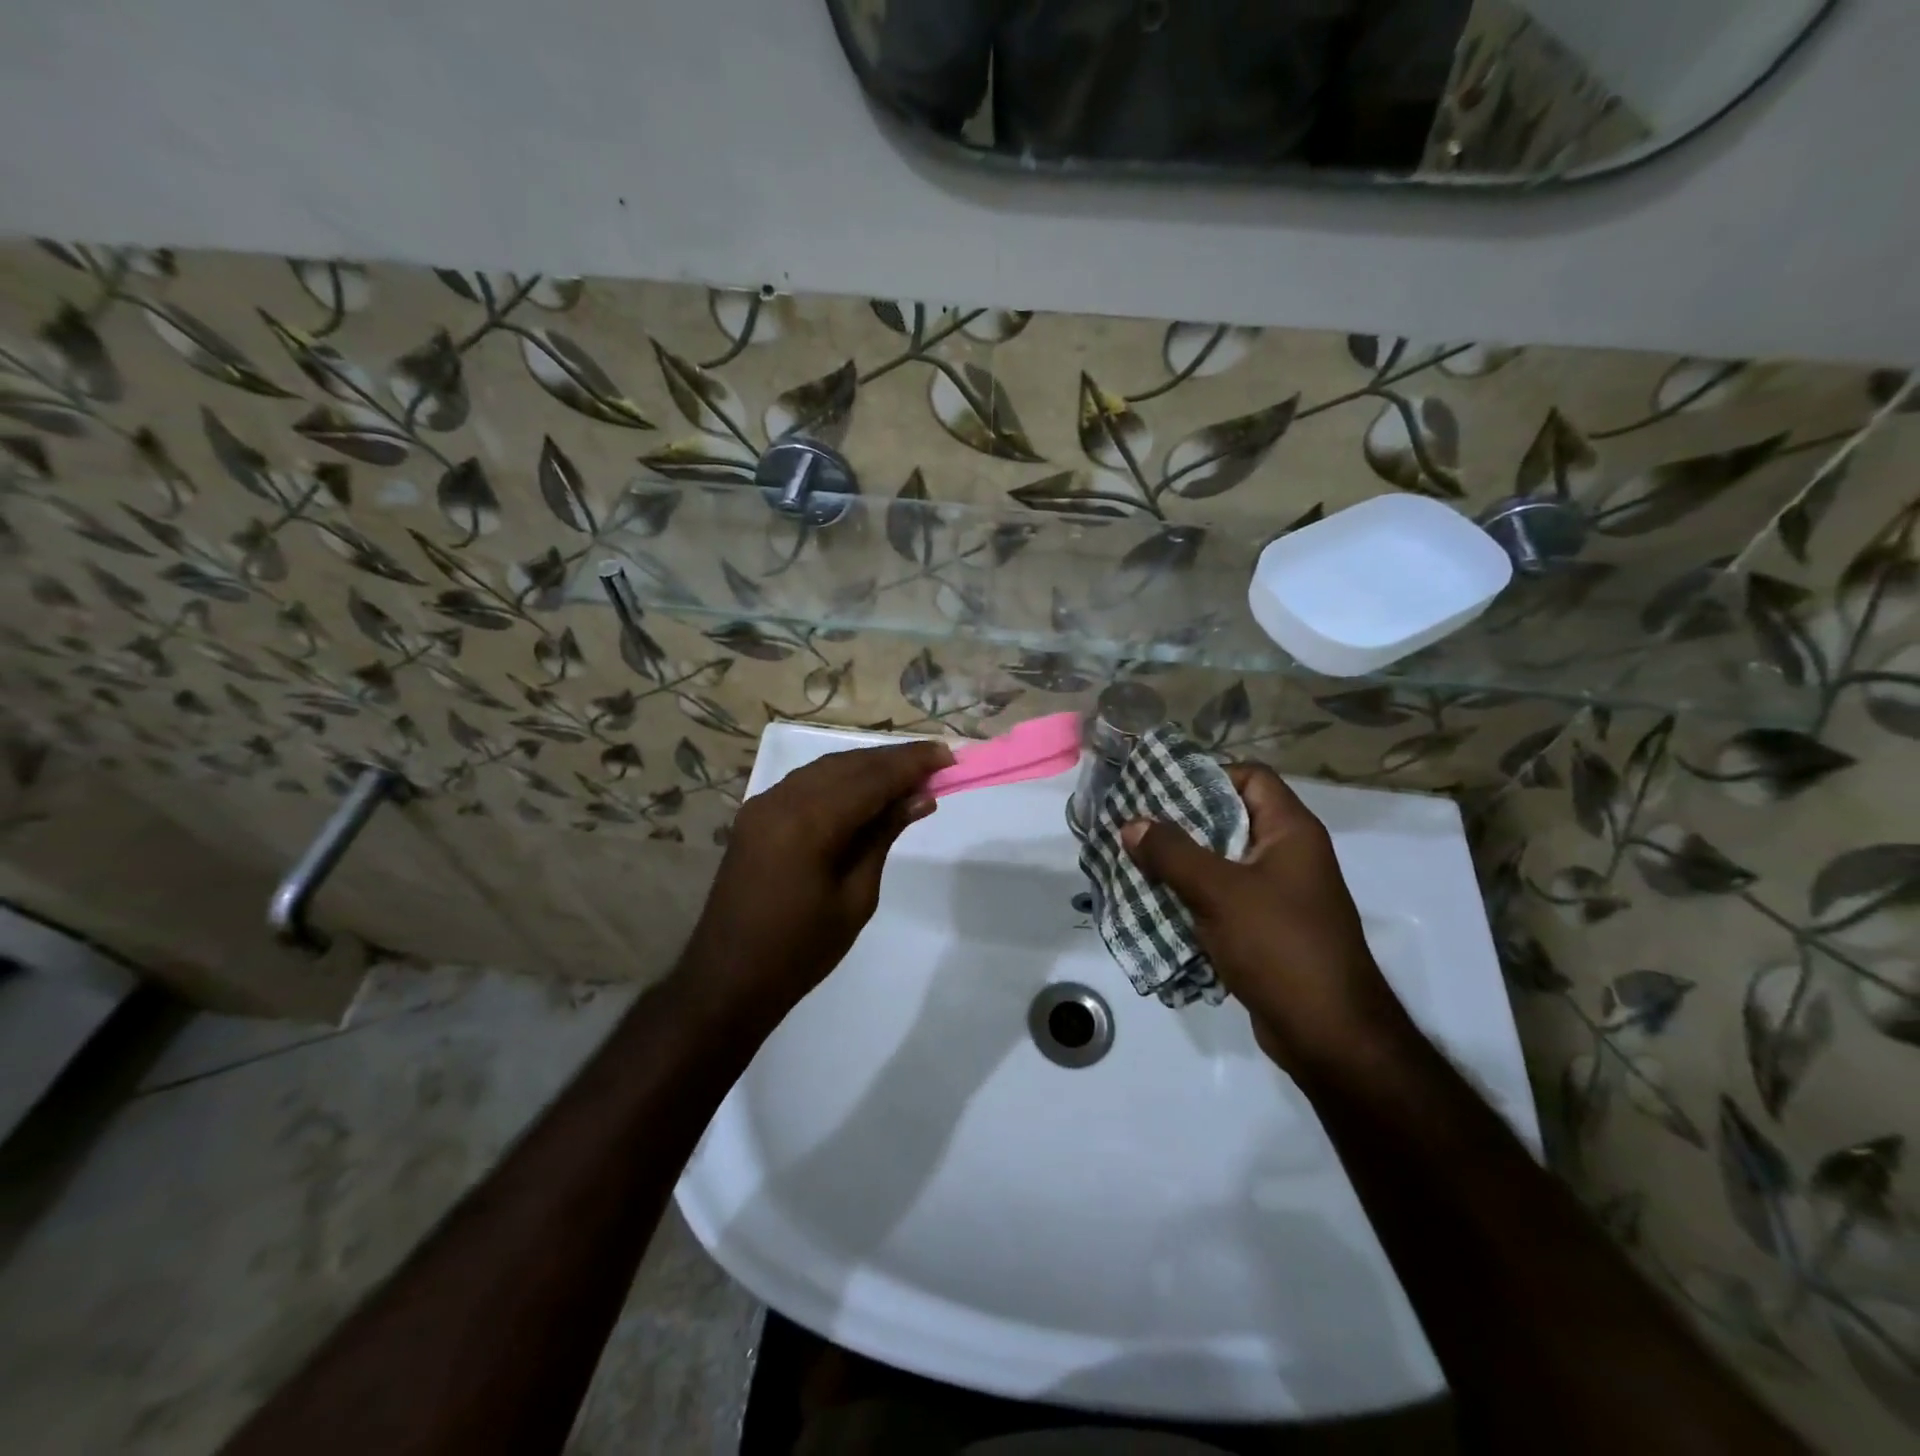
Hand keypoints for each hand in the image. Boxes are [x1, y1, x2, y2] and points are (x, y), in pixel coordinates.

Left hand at [679, 739, 952, 1025]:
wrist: (727, 980)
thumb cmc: (800, 951)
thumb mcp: (856, 897)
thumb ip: (883, 837)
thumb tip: (919, 798)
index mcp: (808, 824)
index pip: (871, 778)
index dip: (912, 764)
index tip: (948, 756)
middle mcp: (782, 800)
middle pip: (848, 764)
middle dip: (893, 760)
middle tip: (936, 761)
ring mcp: (762, 805)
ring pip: (825, 769)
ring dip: (867, 766)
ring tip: (908, 774)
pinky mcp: (755, 816)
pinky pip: (805, 784)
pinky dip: (839, 779)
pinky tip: (865, 790)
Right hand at [1121, 763, 1411, 1076]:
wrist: (1328, 1034)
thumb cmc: (1279, 946)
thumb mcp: (1219, 891)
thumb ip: (1173, 853)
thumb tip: (1133, 824)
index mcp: (1290, 831)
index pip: (1251, 777)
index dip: (1208, 775)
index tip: (1161, 789)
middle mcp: (1288, 855)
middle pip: (1230, 819)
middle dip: (1181, 823)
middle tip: (1135, 825)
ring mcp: (1279, 895)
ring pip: (1221, 862)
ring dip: (1181, 864)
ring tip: (1134, 862)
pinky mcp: (1266, 929)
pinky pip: (1222, 899)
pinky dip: (1191, 897)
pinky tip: (1155, 903)